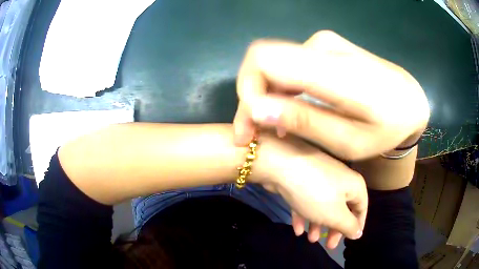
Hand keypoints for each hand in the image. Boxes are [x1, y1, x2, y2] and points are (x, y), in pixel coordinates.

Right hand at [234, 30, 429, 159]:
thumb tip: (257, 110)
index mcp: (333, 70)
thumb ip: (305, 121)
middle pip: (262, 62)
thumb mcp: (350, 141)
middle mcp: (322, 45)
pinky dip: (280, 88)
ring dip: (265, 95)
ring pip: (273, 64)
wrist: (410, 99)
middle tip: (254, 133)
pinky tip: (288, 111)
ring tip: (273, 128)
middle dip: (251, 98)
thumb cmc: (388, 127)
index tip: (249, 128)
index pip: (263, 60)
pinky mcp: (325, 46)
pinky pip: (288, 64)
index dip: (246, 91)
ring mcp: (323, 42)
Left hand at [255, 132, 367, 248]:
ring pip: (323, 206)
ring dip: (318, 224)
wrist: (281, 165)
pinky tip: (297, 230)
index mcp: (353, 185)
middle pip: (342, 208)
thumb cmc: (316, 193)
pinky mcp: (302, 181)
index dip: (357, 224)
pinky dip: (304, 215)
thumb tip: (359, 233)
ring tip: (311, 240)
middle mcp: (340, 180)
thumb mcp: (336, 215)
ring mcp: (320, 179)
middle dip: (335, 228)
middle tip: (329, 245)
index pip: (362, 207)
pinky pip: (307, 201)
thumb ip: (349, 226)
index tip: (349, 239)